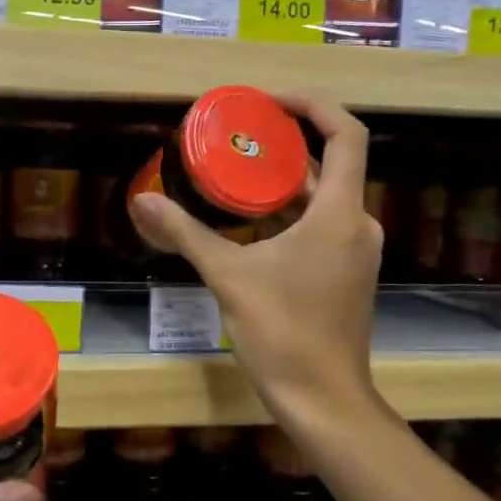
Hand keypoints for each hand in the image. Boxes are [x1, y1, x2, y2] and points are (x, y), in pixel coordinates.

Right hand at [130, 92, 380, 424]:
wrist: (322, 398)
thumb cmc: (282, 332)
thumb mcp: (228, 276)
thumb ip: (185, 234)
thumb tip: (143, 201)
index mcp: (339, 214)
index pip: (346, 135)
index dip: (312, 106)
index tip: (269, 102)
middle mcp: (357, 224)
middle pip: (332, 162)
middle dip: (286, 143)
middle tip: (238, 134)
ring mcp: (355, 250)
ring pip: (324, 196)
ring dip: (285, 180)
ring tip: (236, 169)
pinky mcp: (346, 272)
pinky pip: (322, 223)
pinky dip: (291, 211)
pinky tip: (250, 219)